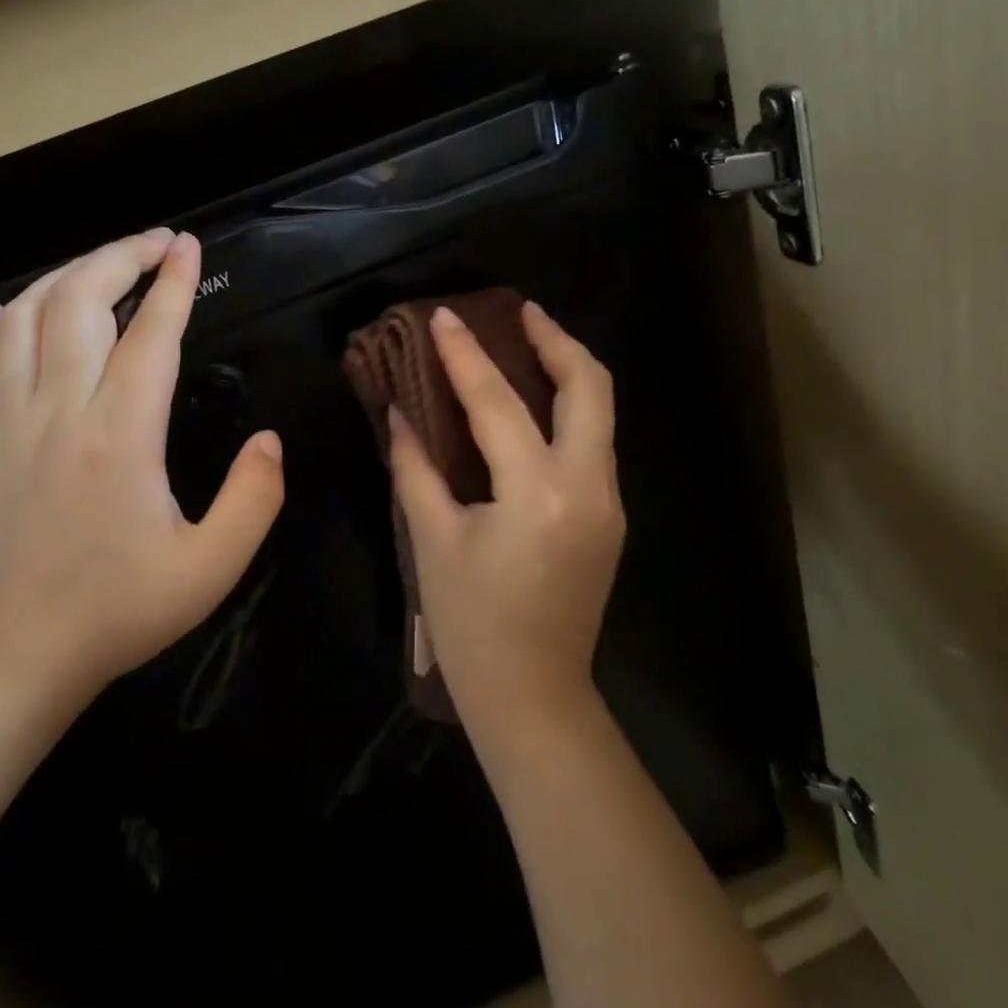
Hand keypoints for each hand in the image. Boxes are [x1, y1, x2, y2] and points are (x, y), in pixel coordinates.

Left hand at [0, 229, 284, 701]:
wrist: (28, 648)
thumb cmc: (126, 606)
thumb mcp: (214, 566)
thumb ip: (254, 498)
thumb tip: (269, 438)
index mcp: (119, 437)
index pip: (150, 336)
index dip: (173, 284)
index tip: (189, 247)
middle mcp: (58, 414)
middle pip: (78, 304)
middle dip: (118, 257)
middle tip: (156, 243)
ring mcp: (9, 423)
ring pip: (24, 318)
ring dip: (64, 277)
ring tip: (104, 267)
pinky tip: (20, 312)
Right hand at [388, 302, 624, 733]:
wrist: (533, 695)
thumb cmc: (471, 624)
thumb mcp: (434, 540)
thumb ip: (415, 468)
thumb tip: (398, 414)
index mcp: (537, 492)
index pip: (498, 403)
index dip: (465, 355)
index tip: (444, 316)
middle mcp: (588, 486)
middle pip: (590, 386)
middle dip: (556, 339)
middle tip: (520, 312)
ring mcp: (608, 502)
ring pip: (601, 412)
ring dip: (568, 370)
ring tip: (529, 343)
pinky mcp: (609, 516)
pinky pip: (593, 443)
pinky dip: (568, 410)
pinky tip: (534, 406)